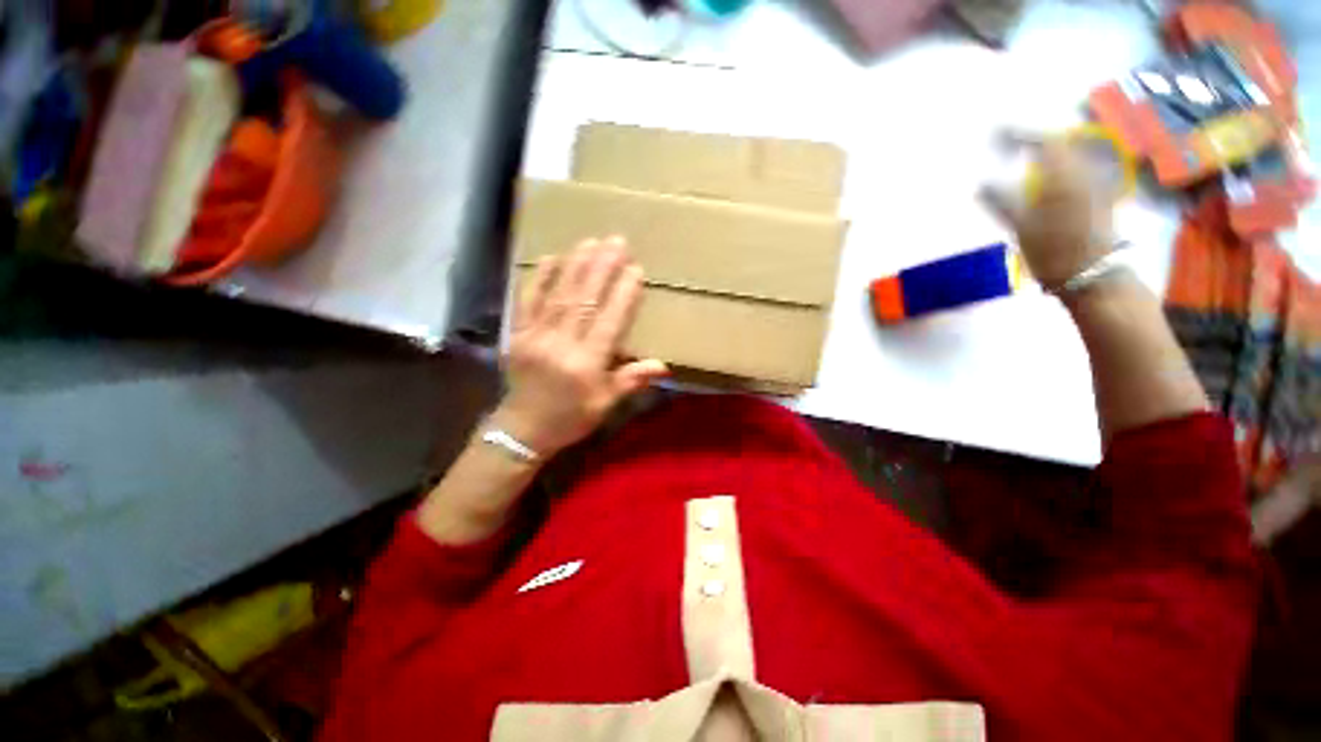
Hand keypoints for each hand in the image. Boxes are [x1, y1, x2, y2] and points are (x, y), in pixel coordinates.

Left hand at [493, 237, 667, 456]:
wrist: (522, 430)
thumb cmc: (570, 418)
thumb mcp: (605, 404)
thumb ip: (631, 380)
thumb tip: (664, 366)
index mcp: (586, 364)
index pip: (609, 322)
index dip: (623, 294)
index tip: (635, 269)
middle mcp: (561, 345)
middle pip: (584, 300)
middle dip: (601, 268)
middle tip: (616, 241)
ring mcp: (536, 336)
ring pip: (558, 295)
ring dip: (576, 266)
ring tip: (591, 242)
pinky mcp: (518, 334)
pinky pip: (528, 301)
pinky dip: (539, 278)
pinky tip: (550, 258)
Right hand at [983, 138, 1116, 289]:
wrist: (1094, 276)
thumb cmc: (1054, 252)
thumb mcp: (1021, 227)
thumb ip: (1001, 200)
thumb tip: (981, 183)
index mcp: (1064, 175)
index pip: (1042, 140)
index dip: (1018, 134)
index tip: (994, 133)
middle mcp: (1084, 171)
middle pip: (1059, 143)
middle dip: (1033, 140)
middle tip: (1009, 144)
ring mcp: (1096, 183)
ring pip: (1070, 155)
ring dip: (1047, 153)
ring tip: (1025, 158)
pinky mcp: (1100, 196)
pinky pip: (1077, 169)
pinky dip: (1058, 166)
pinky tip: (1046, 177)